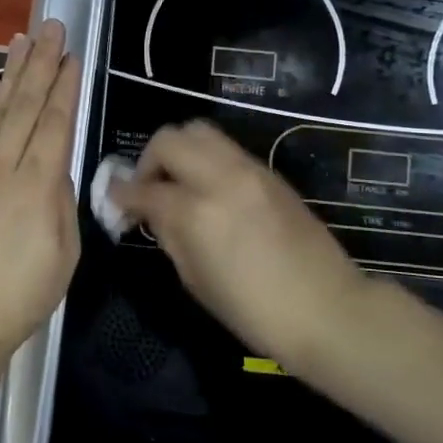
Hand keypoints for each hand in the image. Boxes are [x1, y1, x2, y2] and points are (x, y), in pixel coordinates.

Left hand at [0, 22, 80, 348]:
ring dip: (13, 73)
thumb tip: (56, 168)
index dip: (65, 87)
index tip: (72, 55)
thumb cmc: (24, 294)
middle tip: (50, 27)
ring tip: (22, 39)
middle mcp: (4, 168)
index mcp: (38, 186)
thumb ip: (62, 201)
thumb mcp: (64, 252)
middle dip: (41, 63)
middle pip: (26, 106)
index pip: (55, 123)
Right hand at [110, 121, 369, 364]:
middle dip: (149, 160)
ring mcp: (249, 170)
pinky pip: (226, 150)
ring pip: (200, 131)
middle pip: (170, 139)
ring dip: (179, 151)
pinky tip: (209, 190)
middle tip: (148, 189)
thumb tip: (153, 213)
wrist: (327, 309)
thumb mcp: (196, 281)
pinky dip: (207, 160)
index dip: (121, 195)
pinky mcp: (270, 173)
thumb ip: (170, 236)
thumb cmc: (254, 311)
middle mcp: (220, 178)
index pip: (144, 189)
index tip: (115, 202)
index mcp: (196, 211)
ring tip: (179, 183)